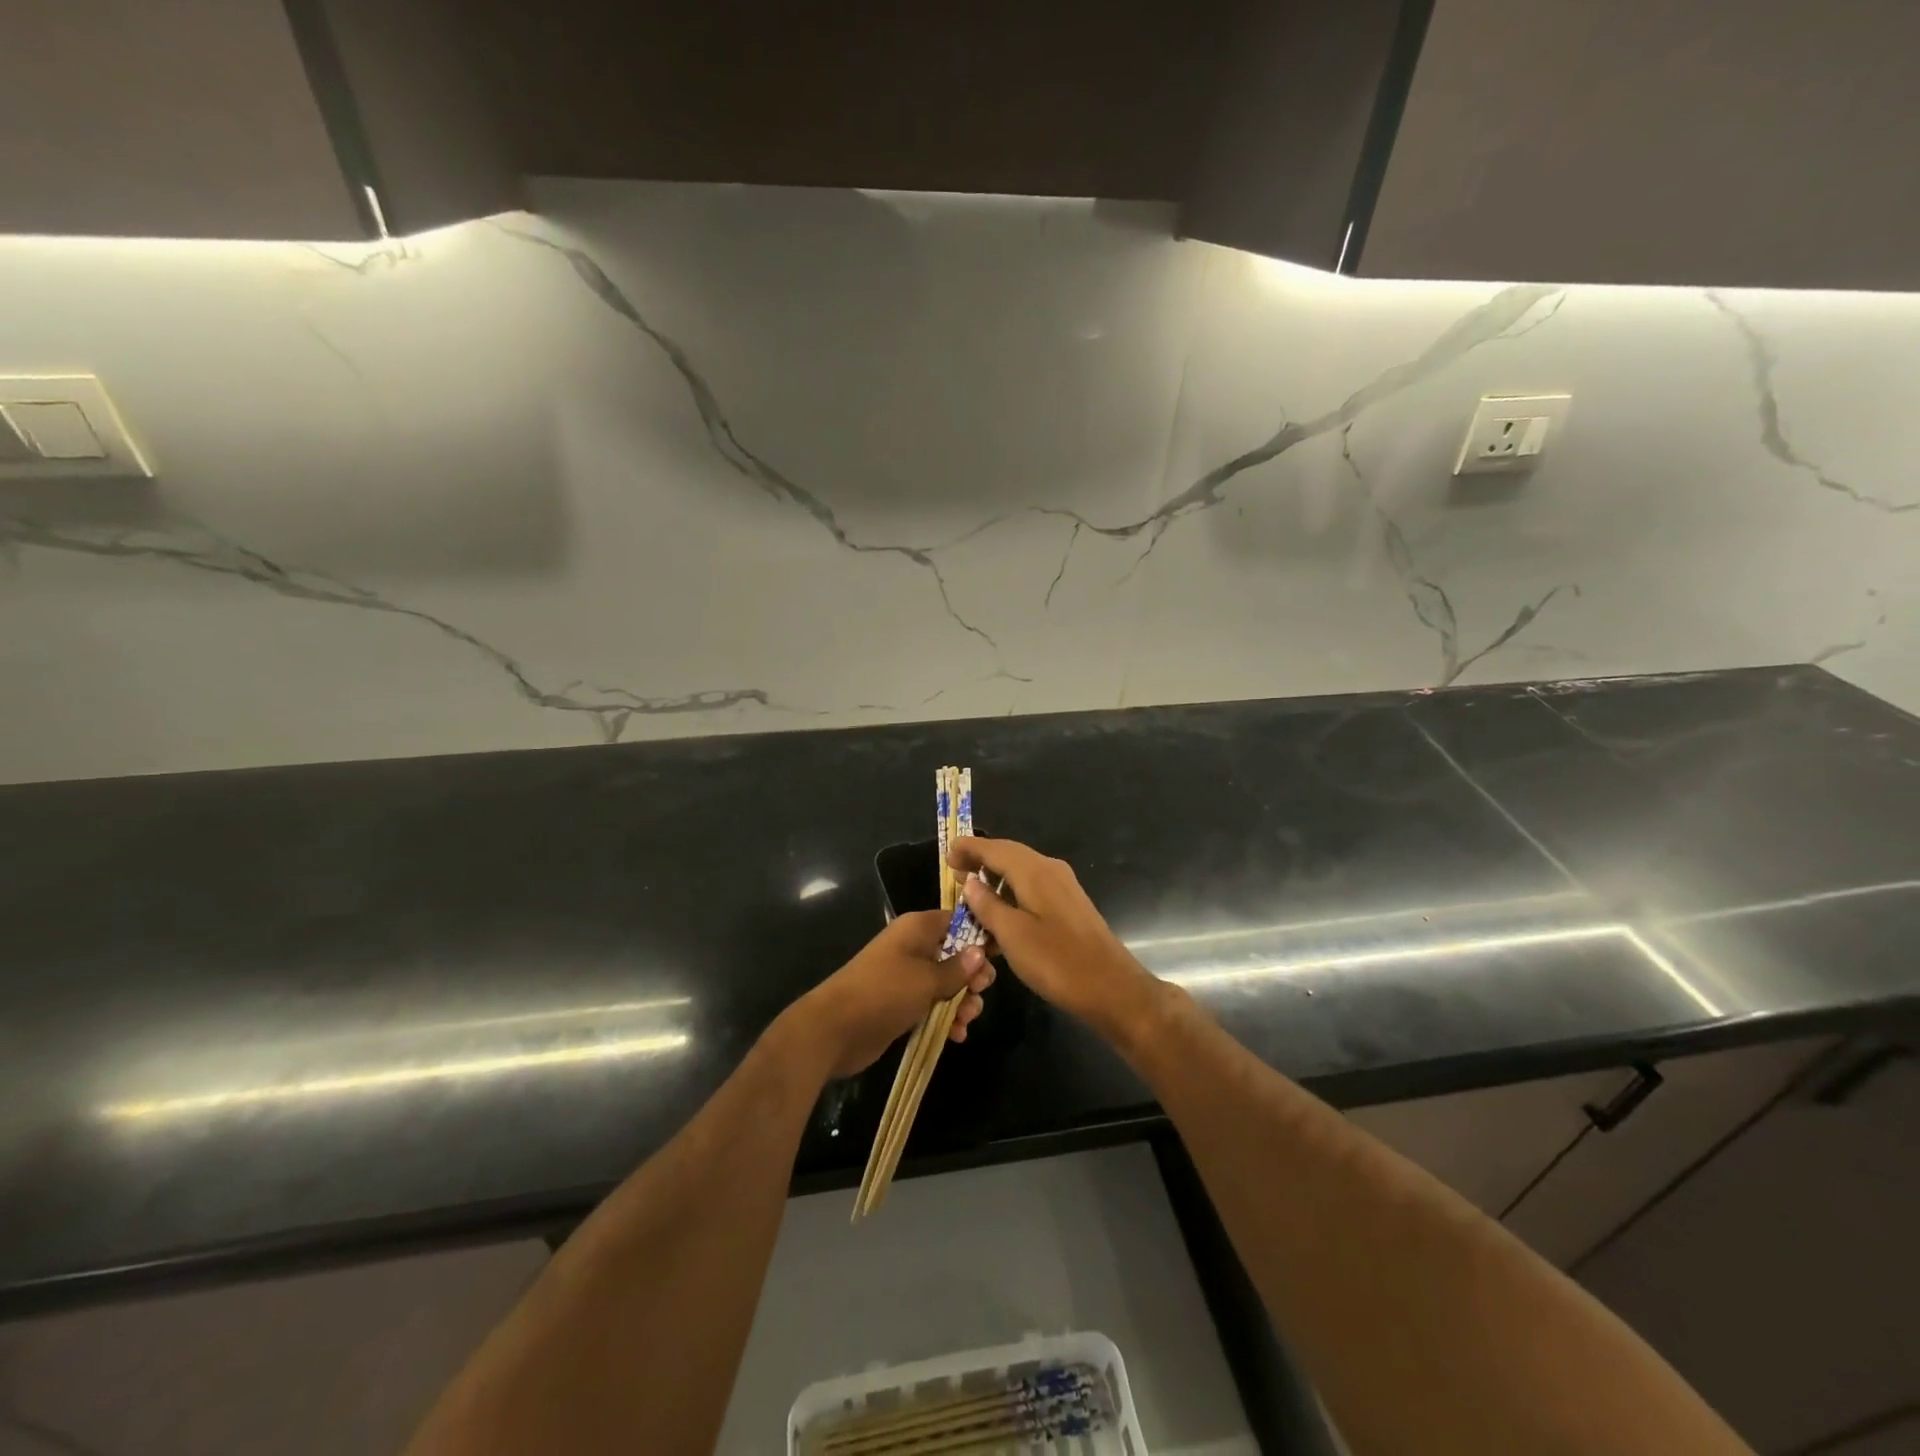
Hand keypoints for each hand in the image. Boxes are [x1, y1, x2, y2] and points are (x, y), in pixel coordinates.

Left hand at [791, 910, 995, 1080]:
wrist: (834, 1029)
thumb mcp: (926, 980)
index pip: (956, 921)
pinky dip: (946, 1017)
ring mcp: (906, 977)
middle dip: (972, 976)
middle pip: (955, 954)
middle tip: (980, 992)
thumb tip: (980, 952)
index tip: (999, 955)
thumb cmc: (883, 993)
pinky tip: (956, 1035)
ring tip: (967, 1019)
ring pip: (946, 983)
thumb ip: (957, 969)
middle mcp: (913, 947)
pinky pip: (932, 1005)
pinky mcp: (901, 1003)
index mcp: (917, 929)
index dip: (979, 936)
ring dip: (961, 1001)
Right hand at [948, 837, 1155, 1030]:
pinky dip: (1011, 894)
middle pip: (1009, 855)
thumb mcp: (1013, 935)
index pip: (995, 848)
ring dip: (995, 879)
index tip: (947, 854)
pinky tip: (999, 917)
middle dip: (980, 860)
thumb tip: (970, 882)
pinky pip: (1032, 889)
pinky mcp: (1069, 906)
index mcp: (1035, 871)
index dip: (969, 848)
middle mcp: (1050, 870)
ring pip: (1021, 873)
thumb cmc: (1057, 962)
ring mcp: (1063, 888)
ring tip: (970, 897)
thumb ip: (988, 906)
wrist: (1112, 988)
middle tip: (953, 872)